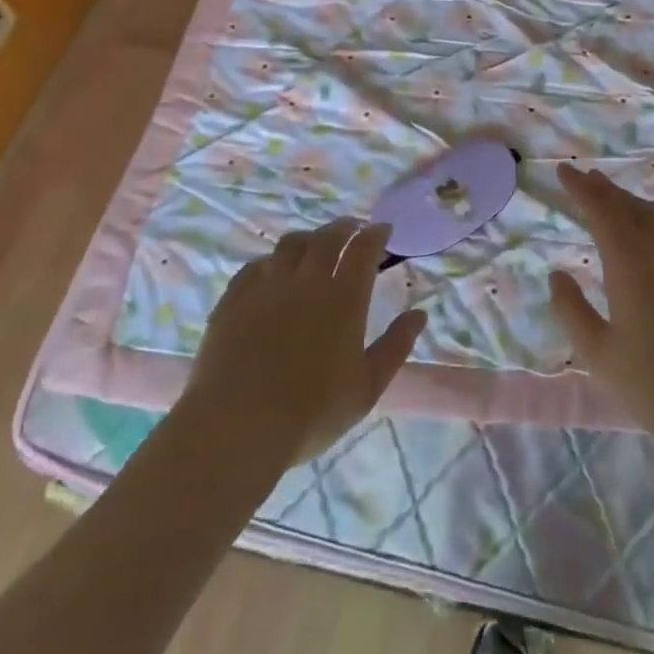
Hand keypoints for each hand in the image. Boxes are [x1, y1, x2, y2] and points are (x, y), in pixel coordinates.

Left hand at [185, 219, 426, 465]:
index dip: (375, 234)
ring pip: (289, 244)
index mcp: (344, 299)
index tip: (383, 229)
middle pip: (327, 237)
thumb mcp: (367, 387)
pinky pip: (255, 266)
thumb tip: (419, 314)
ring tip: (314, 244)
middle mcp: (306, 281)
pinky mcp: (234, 300)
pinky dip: (271, 261)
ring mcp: (266, 287)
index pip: (363, 249)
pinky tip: (272, 270)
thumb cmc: (312, 413)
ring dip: (308, 238)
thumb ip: (396, 346)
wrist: (237, 426)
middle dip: (344, 227)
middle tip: (352, 228)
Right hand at [548, 163, 653, 463]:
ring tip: (621, 202)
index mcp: (632, 265)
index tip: (564, 170)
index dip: (581, 188)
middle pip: (633, 208)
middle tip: (587, 177)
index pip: (602, 211)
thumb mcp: (600, 356)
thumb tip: (557, 275)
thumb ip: (572, 311)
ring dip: (637, 204)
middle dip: (606, 190)